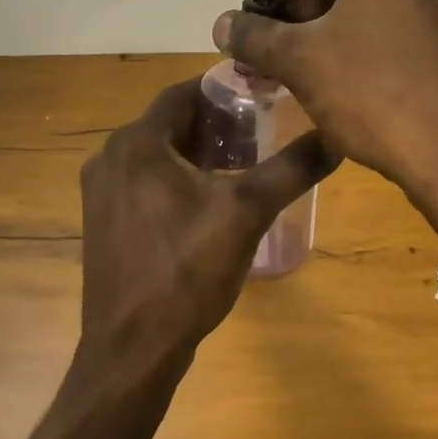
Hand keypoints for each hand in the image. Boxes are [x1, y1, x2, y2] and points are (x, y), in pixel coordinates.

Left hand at [78, 77, 334, 372]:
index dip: (223, 90)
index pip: (182, 92)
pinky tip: (207, 200)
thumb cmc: (187, 270)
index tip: (261, 95)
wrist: (133, 348)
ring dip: (195, 152)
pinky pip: (143, 181)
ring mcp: (101, 191)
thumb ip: (291, 168)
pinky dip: (174, 178)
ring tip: (241, 164)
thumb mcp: (247, 213)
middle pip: (169, 123)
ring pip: (156, 153)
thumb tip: (336, 136)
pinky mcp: (102, 220)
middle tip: (259, 130)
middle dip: (213, 124)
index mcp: (137, 142)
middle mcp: (110, 156)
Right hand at [212, 0, 437, 202]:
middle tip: (284, 40)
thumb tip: (222, 24)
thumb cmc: (373, 94)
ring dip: (339, 23)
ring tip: (313, 63)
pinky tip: (356, 80)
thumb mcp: (300, 62)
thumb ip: (255, 36)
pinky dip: (373, 38)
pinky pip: (406, 24)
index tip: (268, 12)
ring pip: (379, 0)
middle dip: (310, 2)